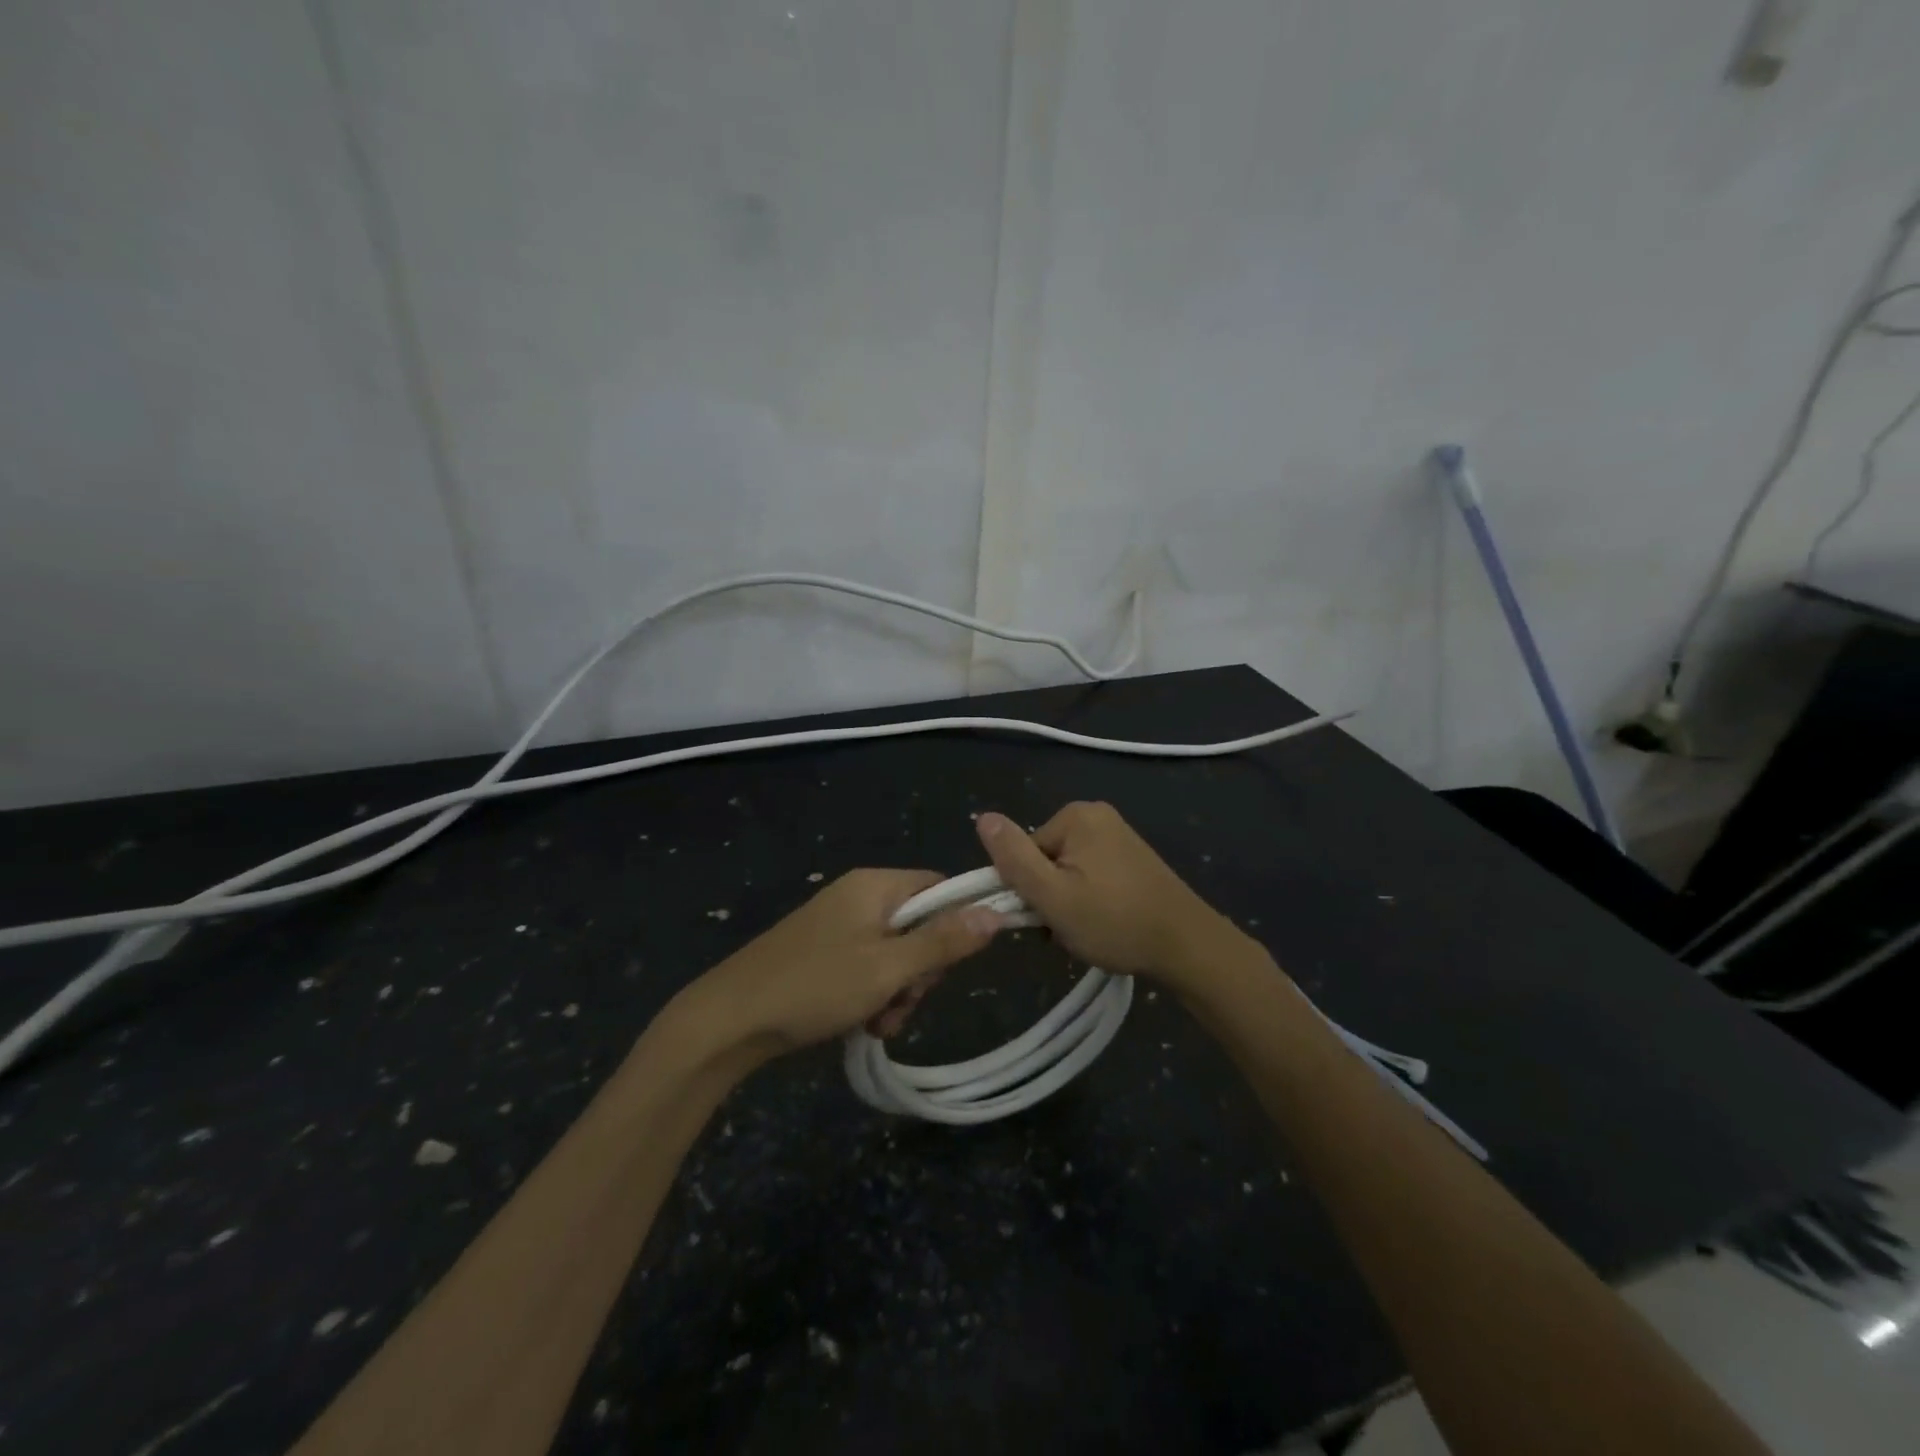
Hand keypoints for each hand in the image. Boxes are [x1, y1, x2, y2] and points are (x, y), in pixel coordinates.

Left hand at [680, 869, 1001, 1061]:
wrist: (730, 1020)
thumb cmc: (815, 986)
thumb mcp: (888, 968)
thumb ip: (943, 941)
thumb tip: (996, 912)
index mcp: (875, 885)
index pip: (939, 888)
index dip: (956, 924)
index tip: (950, 965)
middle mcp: (858, 896)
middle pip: (919, 925)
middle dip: (921, 970)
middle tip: (902, 1000)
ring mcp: (839, 925)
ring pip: (896, 953)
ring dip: (898, 991)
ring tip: (879, 1021)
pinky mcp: (824, 952)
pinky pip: (868, 966)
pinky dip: (873, 994)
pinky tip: (862, 1023)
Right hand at [975, 803, 1233, 989]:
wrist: (1188, 946)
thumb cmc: (1115, 922)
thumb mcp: (1052, 896)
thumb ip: (1013, 858)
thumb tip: (982, 817)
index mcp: (1076, 816)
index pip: (1024, 851)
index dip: (1027, 889)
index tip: (1045, 918)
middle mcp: (1097, 815)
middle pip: (1045, 859)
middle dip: (1048, 897)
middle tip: (1068, 928)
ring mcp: (1118, 836)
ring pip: (1066, 872)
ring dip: (1067, 903)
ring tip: (1088, 931)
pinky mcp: (1131, 858)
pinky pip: (1090, 875)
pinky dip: (1088, 901)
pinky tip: (1104, 924)